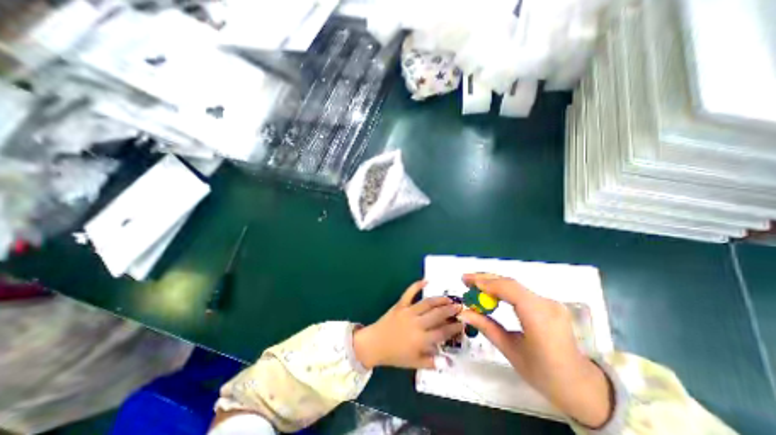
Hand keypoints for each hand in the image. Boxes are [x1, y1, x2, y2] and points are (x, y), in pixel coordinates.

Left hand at [354, 281, 461, 370]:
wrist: (375, 344)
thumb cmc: (396, 355)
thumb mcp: (415, 363)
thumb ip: (433, 362)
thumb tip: (450, 361)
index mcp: (421, 339)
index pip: (443, 332)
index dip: (454, 327)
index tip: (463, 323)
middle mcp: (417, 323)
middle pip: (437, 315)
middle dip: (450, 310)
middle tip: (459, 306)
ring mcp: (408, 312)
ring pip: (427, 303)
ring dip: (439, 299)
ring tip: (449, 298)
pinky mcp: (400, 304)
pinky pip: (409, 292)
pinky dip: (417, 285)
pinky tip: (426, 280)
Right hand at [460, 274, 611, 426]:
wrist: (580, 385)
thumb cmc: (544, 374)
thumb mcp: (510, 351)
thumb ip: (486, 326)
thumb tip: (463, 312)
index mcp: (539, 318)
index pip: (510, 289)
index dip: (486, 283)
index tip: (466, 282)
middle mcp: (546, 304)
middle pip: (511, 283)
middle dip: (485, 279)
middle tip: (465, 280)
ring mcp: (549, 302)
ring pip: (515, 285)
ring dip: (492, 283)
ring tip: (473, 284)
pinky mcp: (548, 304)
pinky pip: (520, 291)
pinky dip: (502, 289)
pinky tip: (491, 293)